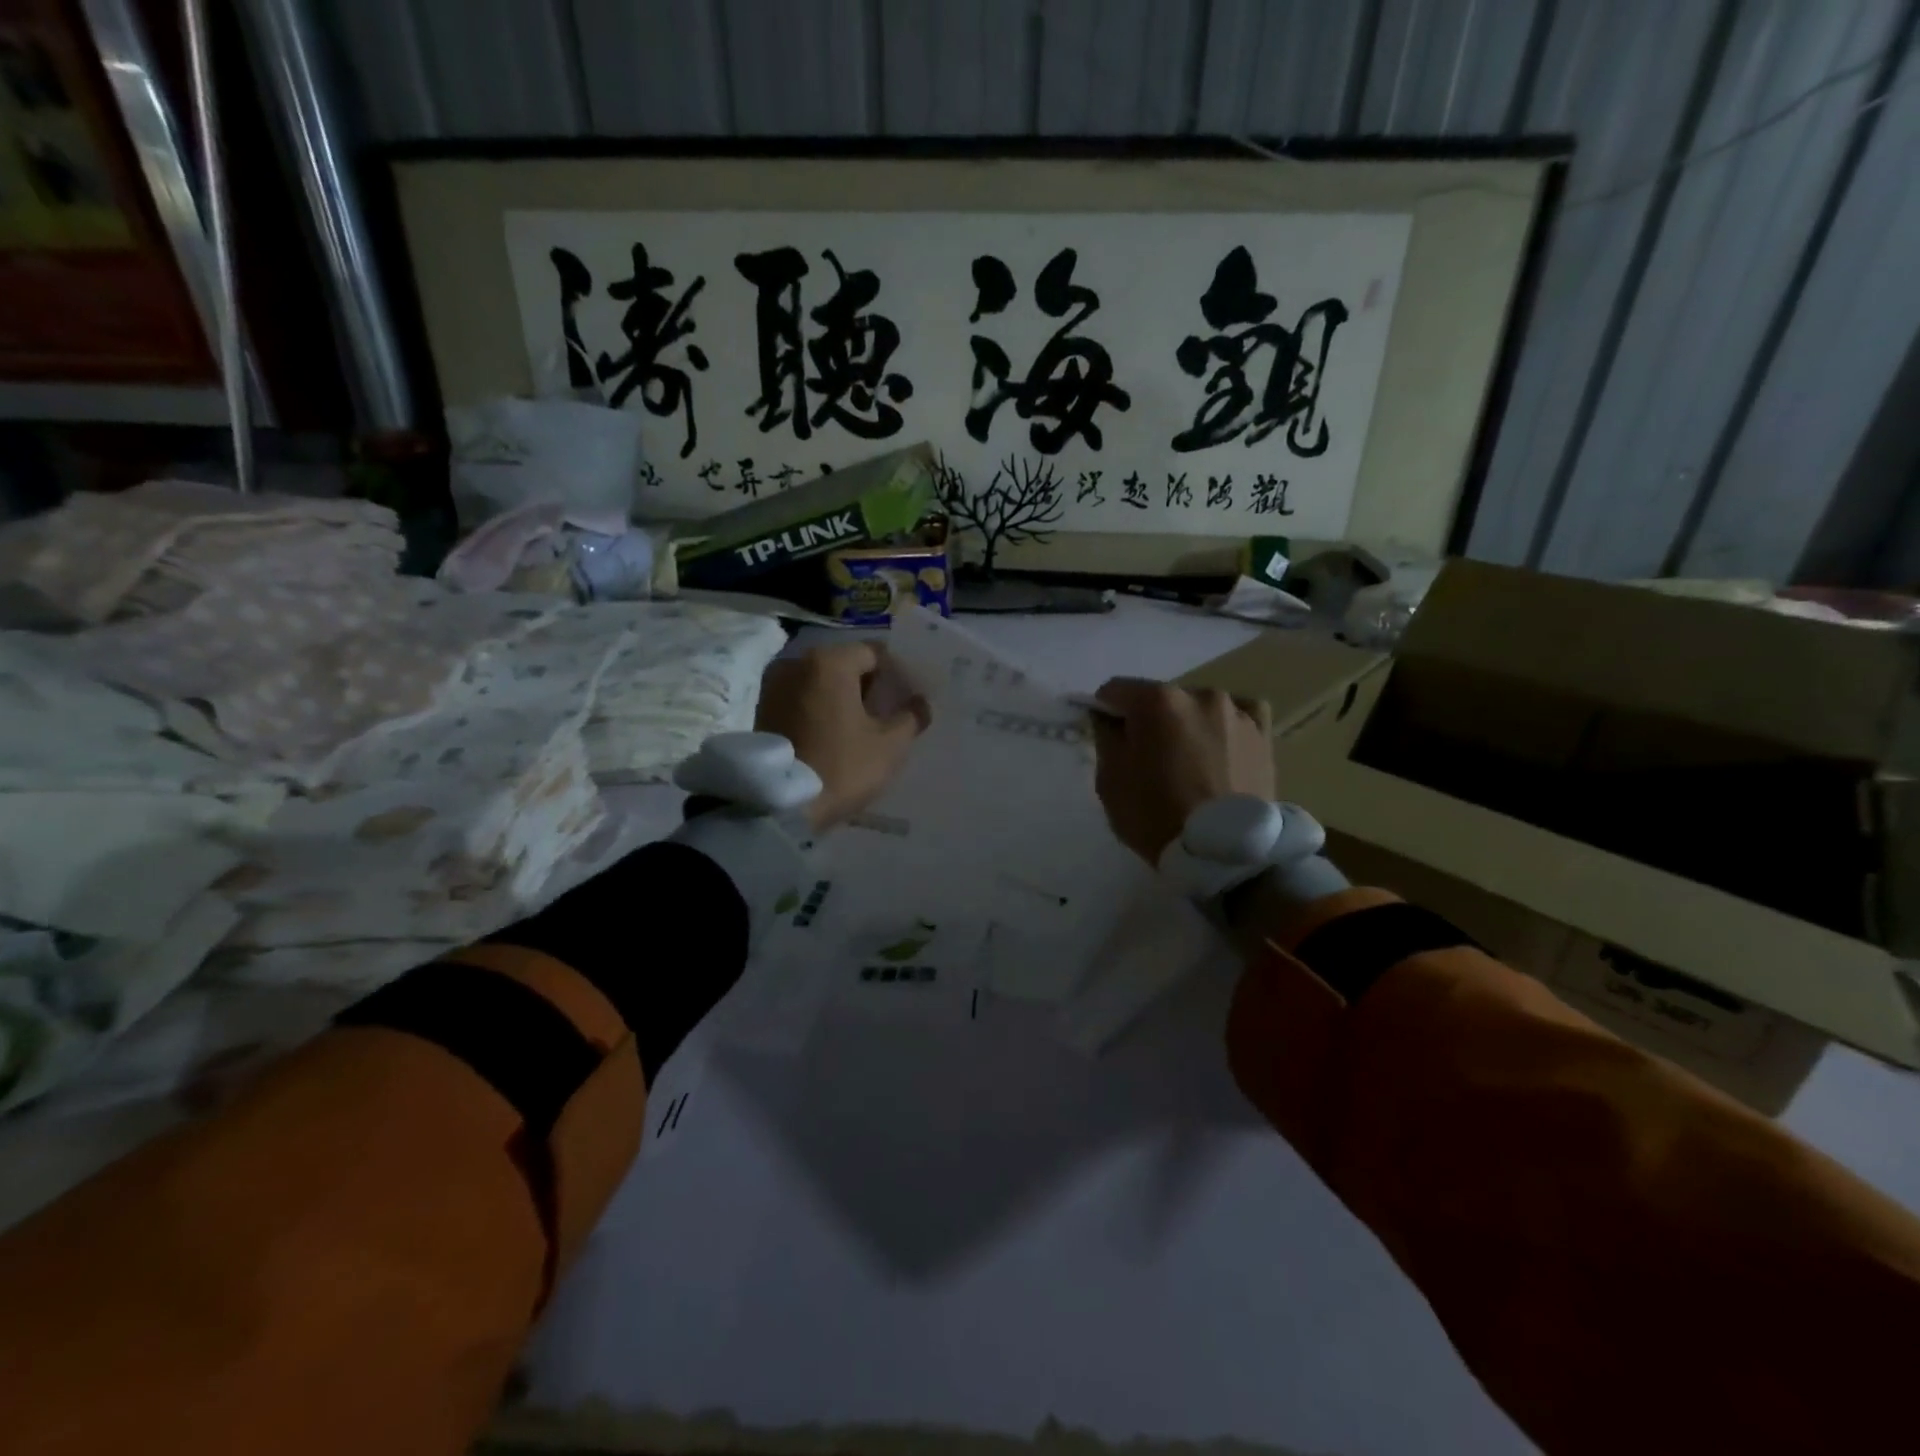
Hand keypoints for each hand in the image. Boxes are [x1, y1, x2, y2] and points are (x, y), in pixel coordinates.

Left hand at [756, 641, 928, 829]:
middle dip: (868, 685)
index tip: (909, 698)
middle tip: (888, 713)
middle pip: (844, 665)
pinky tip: (835, 734)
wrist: (779, 805)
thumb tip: (920, 703)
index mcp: (830, 661)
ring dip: (842, 698)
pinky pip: (802, 700)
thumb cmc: (841, 766)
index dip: (896, 674)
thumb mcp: (890, 745)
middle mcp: (797, 663)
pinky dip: (820, 710)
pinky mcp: (763, 710)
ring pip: (821, 683)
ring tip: (862, 726)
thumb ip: (911, 717)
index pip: (874, 653)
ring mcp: (774, 686)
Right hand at [1088, 679, 1274, 864]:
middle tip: (1150, 760)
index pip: (1115, 690)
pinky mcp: (1263, 733)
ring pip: (1197, 708)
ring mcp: (1237, 711)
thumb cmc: (1156, 816)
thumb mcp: (1109, 780)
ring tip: (1190, 764)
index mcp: (1156, 700)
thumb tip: (1108, 717)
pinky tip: (1221, 749)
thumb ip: (1105, 738)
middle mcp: (1199, 693)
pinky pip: (1238, 716)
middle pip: (1159, 698)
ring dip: (1187, 725)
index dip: (1105, 712)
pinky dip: (1224, 726)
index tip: (1107, 738)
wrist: (1225, 854)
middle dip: (1148, 721)